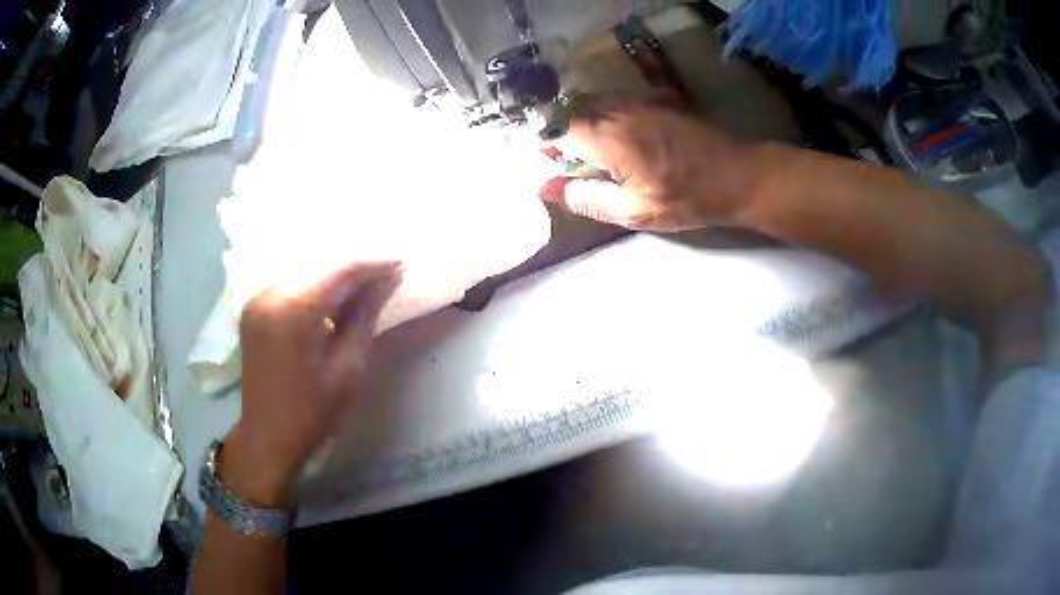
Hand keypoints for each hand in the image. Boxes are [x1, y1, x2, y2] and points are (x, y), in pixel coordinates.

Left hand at [221, 262, 400, 505]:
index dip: (372, 262)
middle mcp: (270, 294)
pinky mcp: (253, 308)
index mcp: (293, 310)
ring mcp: (257, 299)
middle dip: (354, 263)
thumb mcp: (348, 368)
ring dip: (333, 271)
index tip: (400, 261)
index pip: (339, 269)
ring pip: (303, 268)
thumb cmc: (312, 412)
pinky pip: (289, 281)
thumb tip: (385, 281)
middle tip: (385, 270)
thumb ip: (364, 317)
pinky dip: (313, 282)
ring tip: (363, 281)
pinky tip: (332, 293)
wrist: (268, 438)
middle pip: (319, 262)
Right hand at [539, 101, 754, 230]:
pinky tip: (610, 136)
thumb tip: (543, 188)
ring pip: (591, 103)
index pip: (555, 128)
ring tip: (582, 151)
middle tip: (557, 160)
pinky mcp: (653, 101)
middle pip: (569, 111)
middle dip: (556, 131)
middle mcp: (617, 111)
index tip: (535, 160)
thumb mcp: (633, 211)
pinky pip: (613, 101)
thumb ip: (585, 197)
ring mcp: (637, 102)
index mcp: (607, 138)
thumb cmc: (686, 198)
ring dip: (578, 122)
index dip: (539, 142)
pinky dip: (600, 115)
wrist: (736, 176)